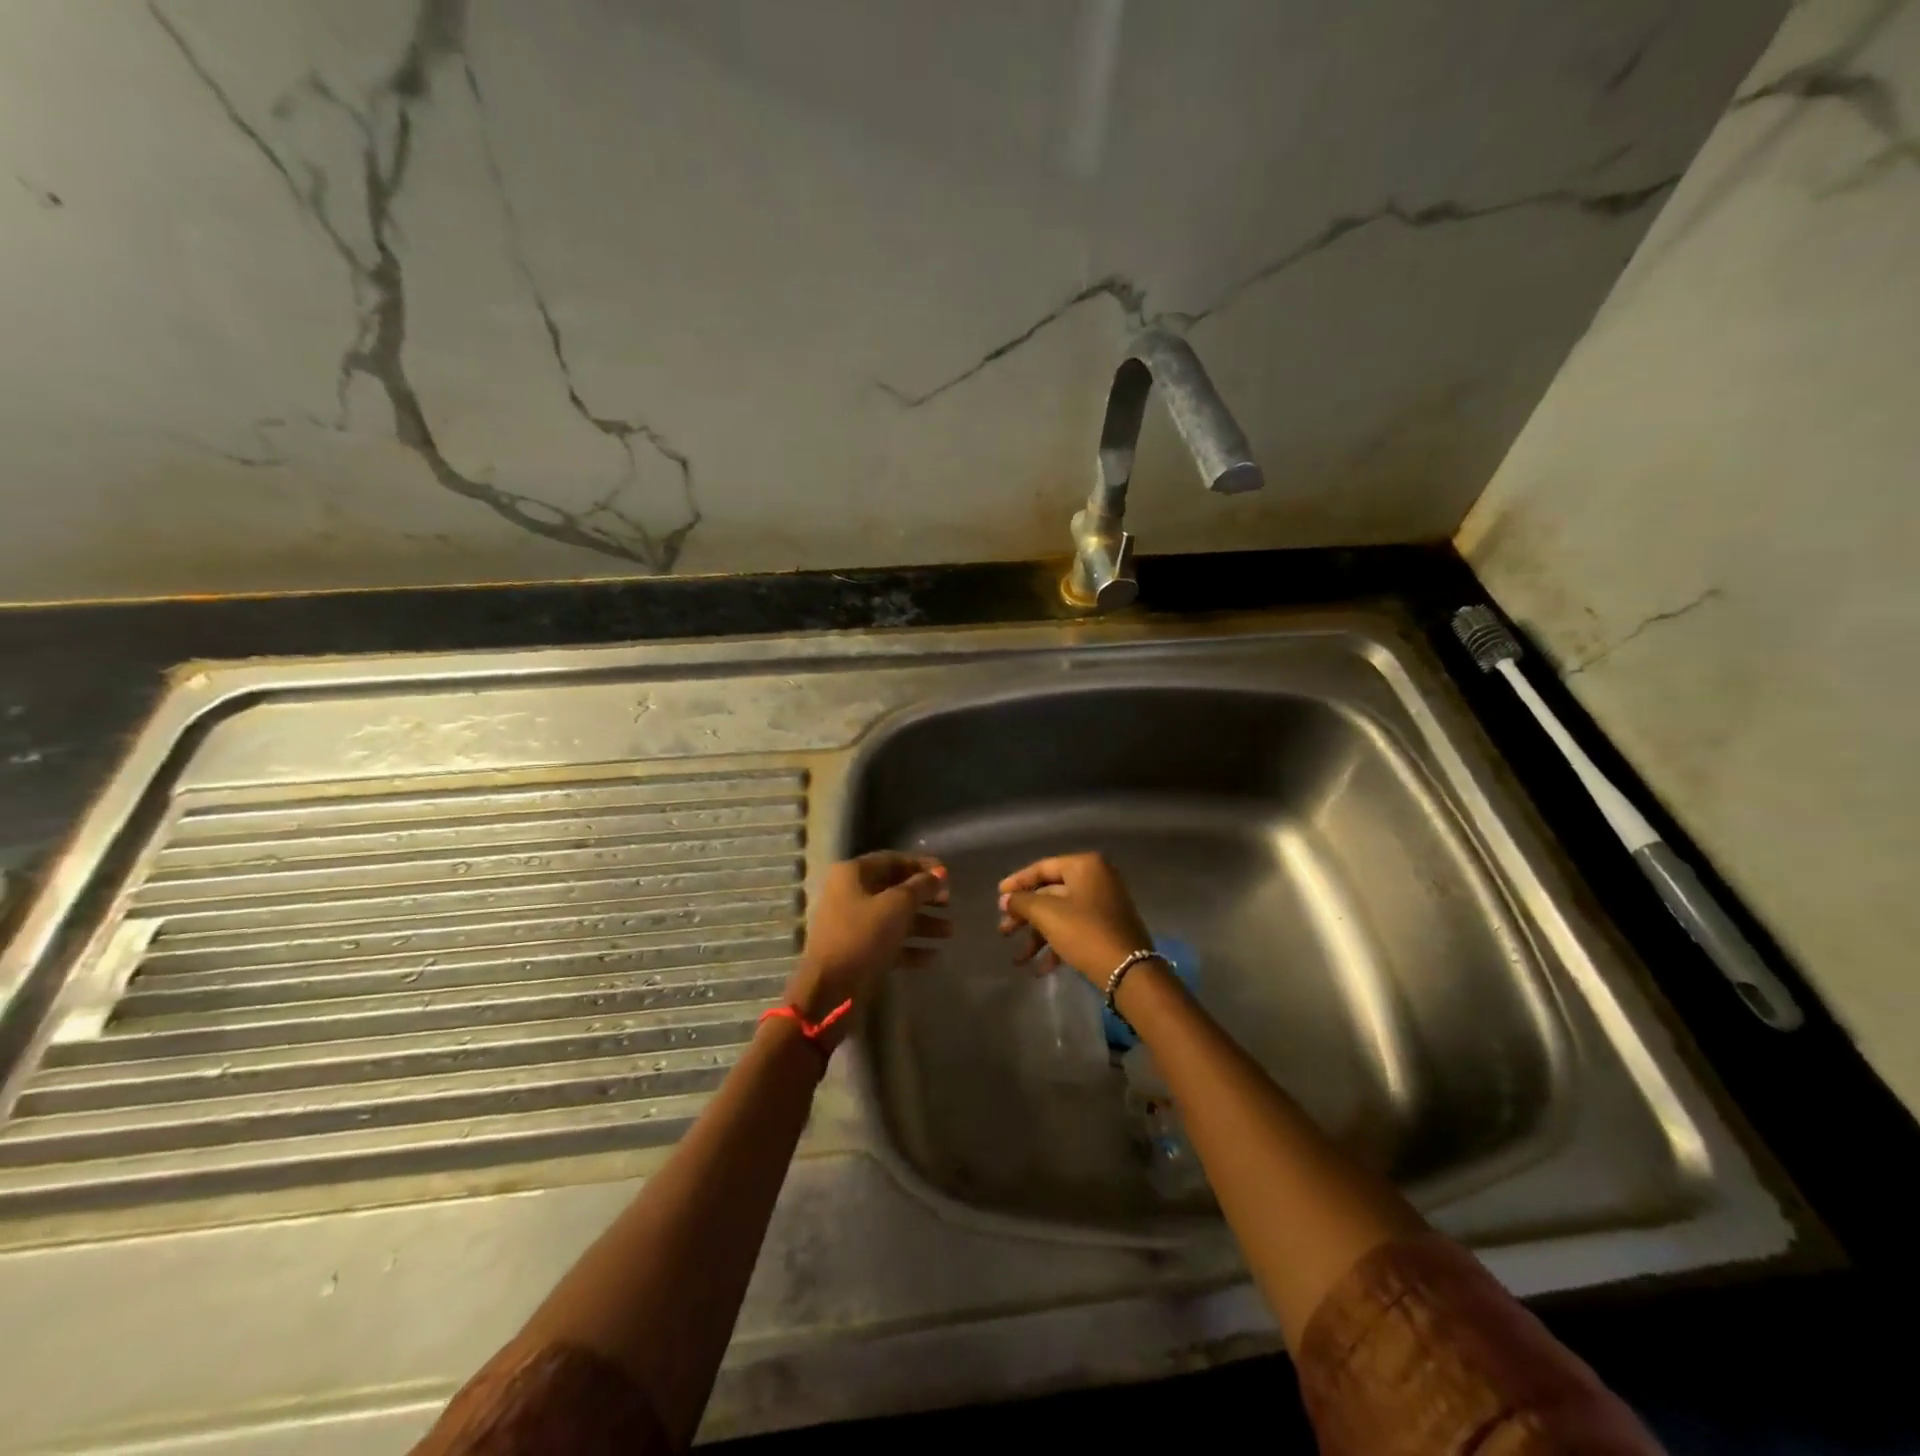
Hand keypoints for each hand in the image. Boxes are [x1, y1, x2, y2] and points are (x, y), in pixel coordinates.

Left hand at [783, 853, 950, 1043]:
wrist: (831, 989)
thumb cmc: (864, 936)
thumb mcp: (897, 905)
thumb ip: (921, 887)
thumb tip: (939, 874)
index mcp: (853, 874)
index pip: (893, 860)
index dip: (922, 865)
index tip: (948, 875)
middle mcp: (849, 894)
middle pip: (894, 889)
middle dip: (924, 896)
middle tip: (949, 903)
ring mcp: (852, 925)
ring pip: (893, 917)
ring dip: (922, 923)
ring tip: (949, 932)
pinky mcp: (857, 952)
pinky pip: (888, 942)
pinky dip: (909, 946)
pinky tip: (932, 955)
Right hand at [997, 852, 1152, 988]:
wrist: (1129, 972)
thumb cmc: (1085, 933)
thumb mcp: (1047, 914)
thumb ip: (1022, 902)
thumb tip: (1006, 899)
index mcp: (1085, 866)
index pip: (1042, 868)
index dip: (1017, 882)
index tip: (998, 898)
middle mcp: (1096, 879)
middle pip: (1050, 893)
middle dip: (1024, 915)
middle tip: (1004, 931)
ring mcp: (1103, 905)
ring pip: (1060, 915)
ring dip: (1037, 936)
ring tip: (1018, 959)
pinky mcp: (1106, 929)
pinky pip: (1074, 930)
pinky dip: (1055, 945)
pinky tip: (1039, 969)